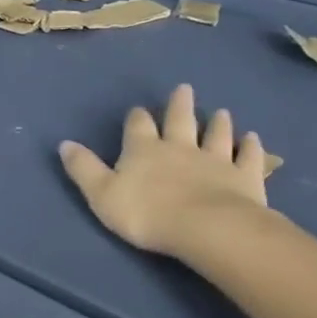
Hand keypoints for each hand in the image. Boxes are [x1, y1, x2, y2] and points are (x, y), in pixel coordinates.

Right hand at [58, 83, 268, 256]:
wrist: (205, 227)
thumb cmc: (146, 213)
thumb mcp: (101, 194)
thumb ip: (83, 168)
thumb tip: (64, 143)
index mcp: (144, 150)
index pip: (138, 126)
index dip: (137, 118)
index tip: (138, 111)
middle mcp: (180, 147)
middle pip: (180, 120)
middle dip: (180, 105)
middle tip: (185, 89)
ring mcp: (216, 160)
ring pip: (217, 135)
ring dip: (218, 123)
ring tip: (221, 112)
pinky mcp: (245, 176)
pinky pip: (248, 157)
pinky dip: (251, 147)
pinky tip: (252, 139)